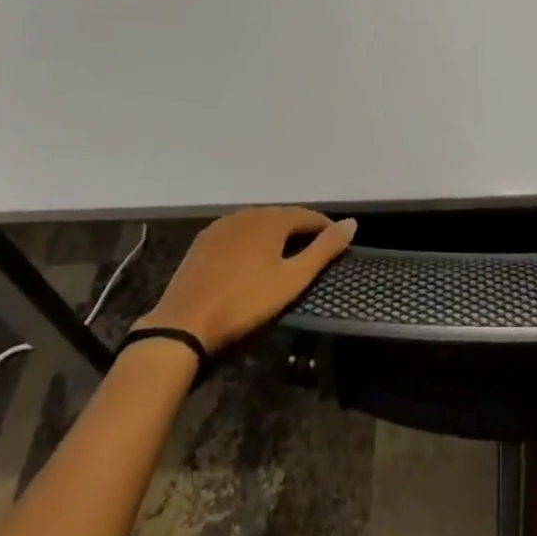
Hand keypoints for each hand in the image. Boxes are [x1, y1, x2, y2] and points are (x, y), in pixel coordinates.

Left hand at [136, 207, 356, 354]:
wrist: (184, 323)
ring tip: (283, 258)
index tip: (335, 244)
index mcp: (272, 219)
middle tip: (310, 254)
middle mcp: (249, 213)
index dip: (324, 228)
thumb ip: (323, 250)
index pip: (308, 215)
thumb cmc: (244, 303)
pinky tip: (249, 261)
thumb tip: (352, 223)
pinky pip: (237, 233)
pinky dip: (250, 242)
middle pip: (283, 217)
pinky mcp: (205, 240)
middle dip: (299, 231)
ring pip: (258, 224)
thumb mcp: (291, 281)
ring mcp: (224, 224)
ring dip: (274, 236)